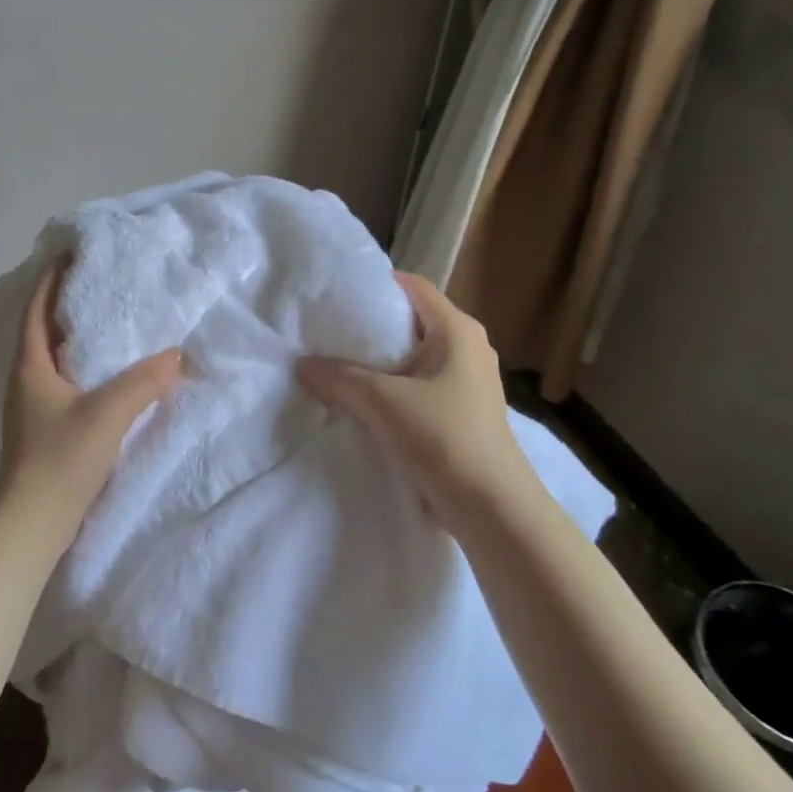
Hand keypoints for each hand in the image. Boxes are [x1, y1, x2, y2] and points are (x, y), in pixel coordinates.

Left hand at [0, 263, 182, 541]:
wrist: (32, 524)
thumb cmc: (61, 459)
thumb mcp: (107, 414)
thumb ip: (144, 382)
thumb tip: (177, 355)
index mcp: (31, 366)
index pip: (36, 310)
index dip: (50, 280)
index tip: (71, 255)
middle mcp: (27, 380)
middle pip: (43, 331)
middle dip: (67, 306)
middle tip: (100, 285)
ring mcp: (34, 408)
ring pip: (55, 360)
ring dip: (77, 339)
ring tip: (110, 324)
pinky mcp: (45, 430)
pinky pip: (65, 384)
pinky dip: (85, 370)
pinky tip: (109, 377)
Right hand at [296, 272, 544, 540]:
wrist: (491, 507)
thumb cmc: (443, 438)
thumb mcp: (381, 401)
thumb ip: (338, 377)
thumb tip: (301, 364)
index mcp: (457, 330)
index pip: (411, 286)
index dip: (373, 285)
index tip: (333, 294)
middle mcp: (466, 347)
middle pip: (409, 322)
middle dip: (367, 327)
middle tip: (323, 331)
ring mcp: (466, 381)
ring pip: (410, 359)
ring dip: (375, 364)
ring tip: (332, 366)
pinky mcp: (460, 412)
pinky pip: (416, 387)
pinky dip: (388, 389)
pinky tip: (357, 402)